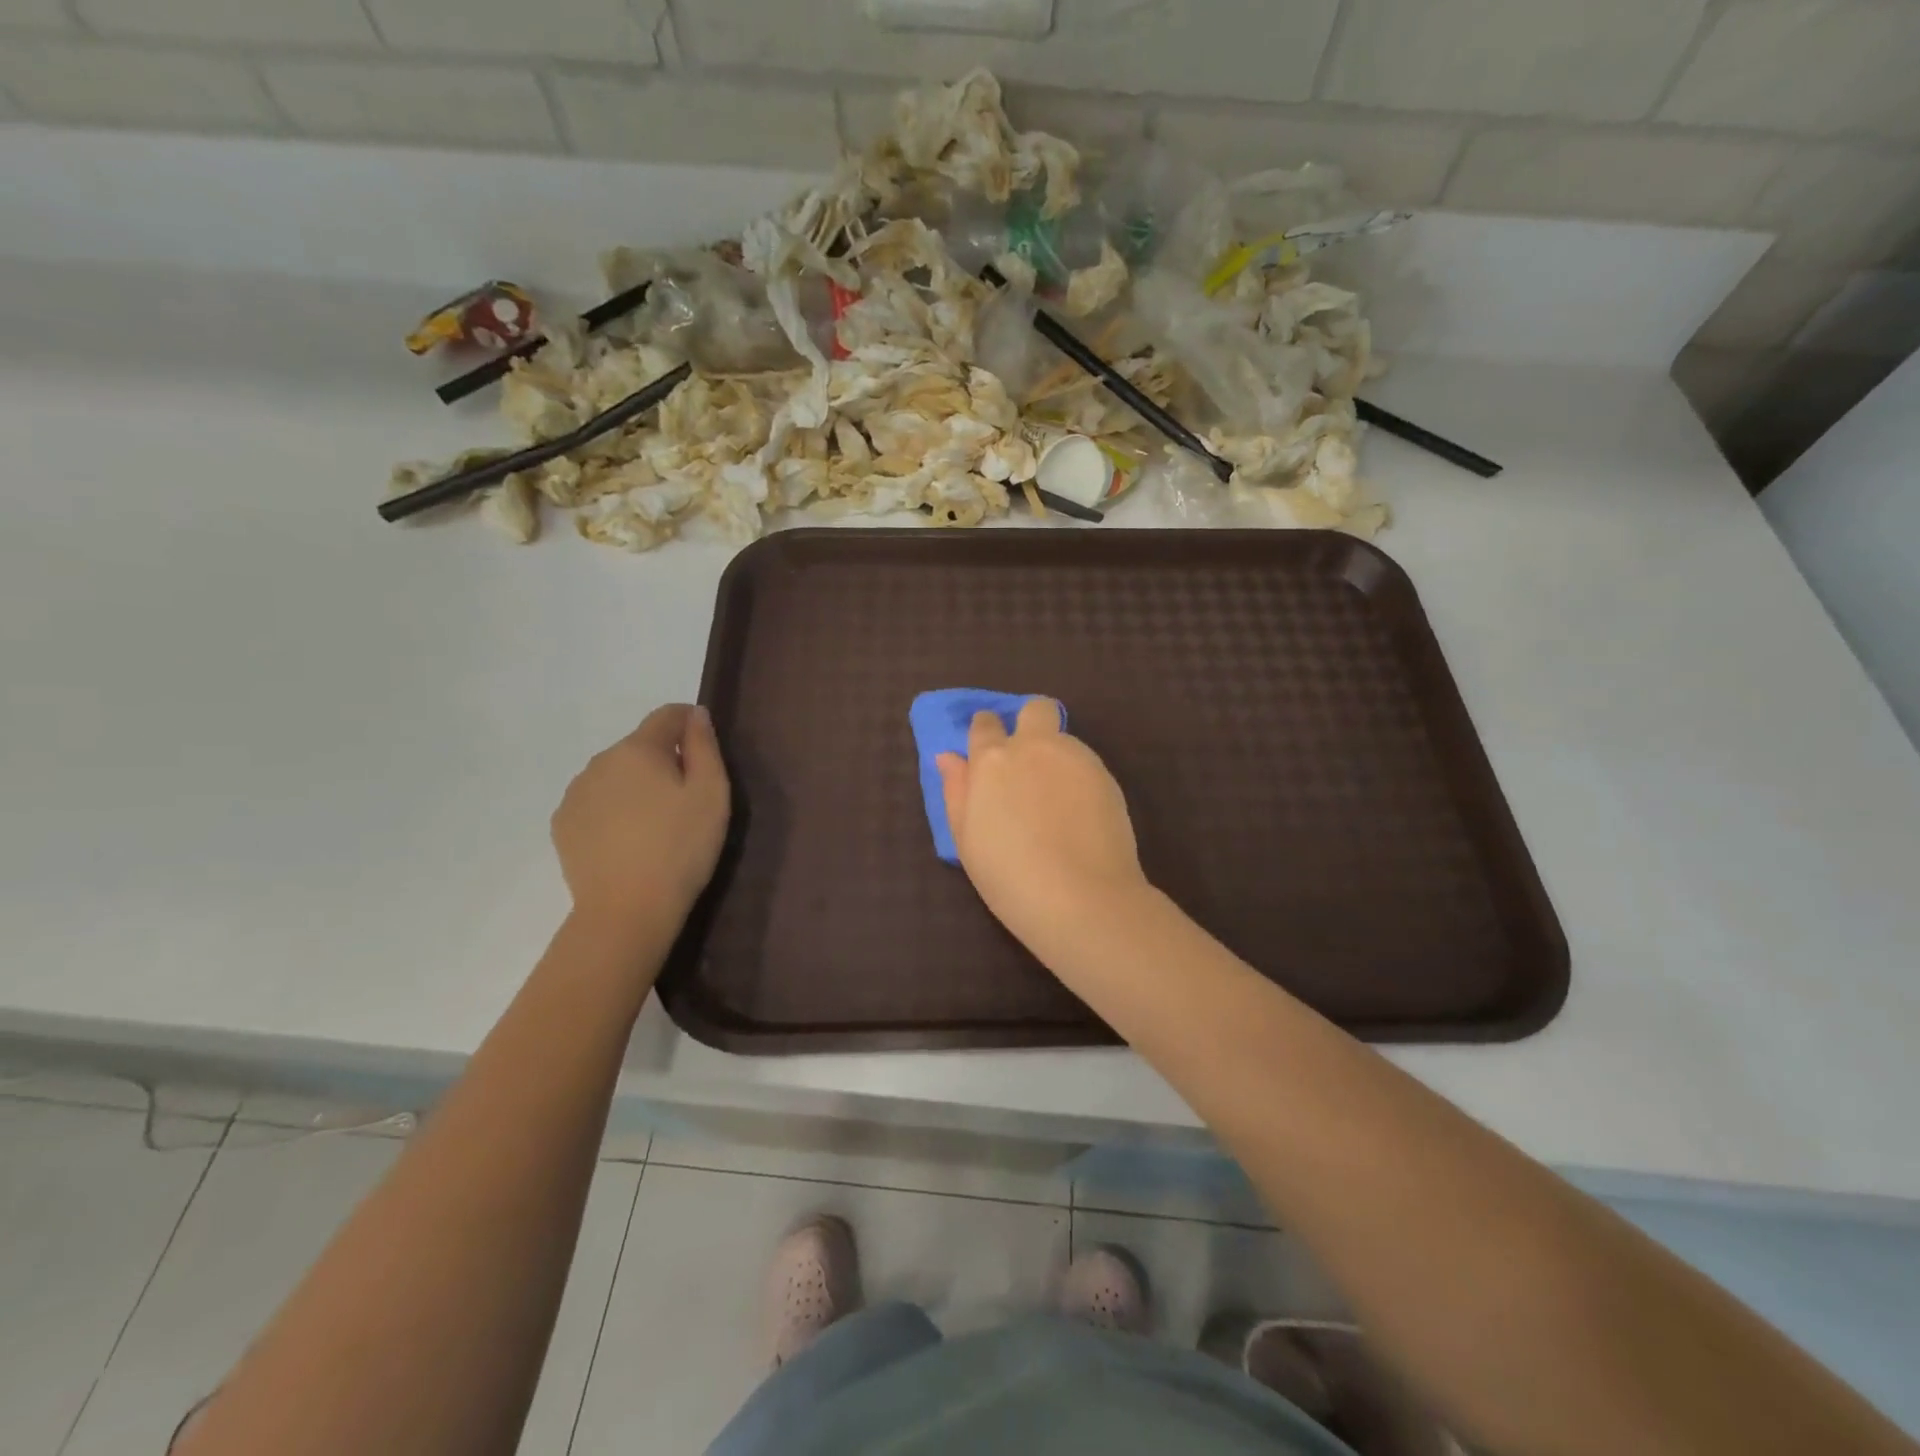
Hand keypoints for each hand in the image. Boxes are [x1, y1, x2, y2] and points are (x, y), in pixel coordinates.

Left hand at [552, 704, 729, 943]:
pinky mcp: (563, 825)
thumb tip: (696, 714)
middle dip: (664, 760)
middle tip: (687, 798)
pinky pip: (596, 802)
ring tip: (656, 824)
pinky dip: (614, 809)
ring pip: (615, 774)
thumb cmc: (680, 848)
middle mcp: (600, 761)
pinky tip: (629, 840)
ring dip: (636, 785)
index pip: (666, 715)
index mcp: (638, 749)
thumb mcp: (711, 793)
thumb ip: (704, 746)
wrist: (627, 911)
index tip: (706, 748)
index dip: (690, 722)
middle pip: (640, 746)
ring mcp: (575, 794)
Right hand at [936, 699, 1149, 952]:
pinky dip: (1078, 779)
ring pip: (1064, 739)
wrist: (1082, 898)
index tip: (989, 753)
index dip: (986, 733)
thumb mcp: (967, 839)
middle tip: (1028, 761)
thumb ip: (956, 791)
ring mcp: (1076, 758)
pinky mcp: (1107, 776)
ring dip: (1056, 756)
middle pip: (1036, 709)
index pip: (985, 724)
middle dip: (1030, 722)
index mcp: (993, 760)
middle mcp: (1035, 747)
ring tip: (1056, 803)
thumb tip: (948, 758)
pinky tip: (1079, 815)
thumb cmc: (1009, 876)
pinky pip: (1086, 765)